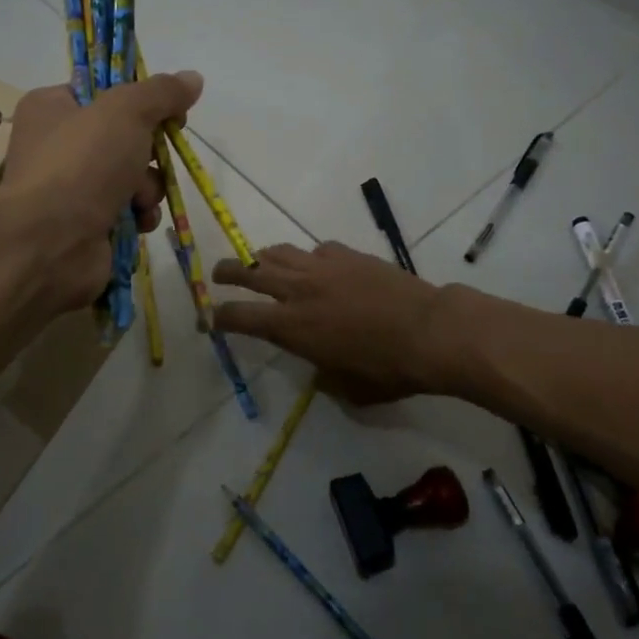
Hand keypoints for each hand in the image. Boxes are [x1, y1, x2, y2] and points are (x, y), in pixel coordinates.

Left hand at [0, 71, 203, 312]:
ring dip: (148, 187)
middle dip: (149, 152)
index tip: (169, 110)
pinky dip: (140, 215)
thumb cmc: (82, 163)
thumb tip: (192, 78)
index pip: (102, 92)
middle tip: (153, 156)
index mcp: (52, 108)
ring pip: (134, 176)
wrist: (51, 242)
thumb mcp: (125, 111)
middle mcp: (58, 146)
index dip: (140, 100)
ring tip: (139, 199)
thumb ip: (161, 92)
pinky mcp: (88, 224)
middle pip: (125, 137)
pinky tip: (138, 221)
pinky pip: (130, 211)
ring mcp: (72, 189)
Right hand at [212, 242, 453, 404]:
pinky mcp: (347, 254)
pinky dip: (309, 257)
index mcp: (290, 326)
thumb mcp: (348, 388)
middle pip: (248, 271)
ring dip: (262, 258)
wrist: (430, 331)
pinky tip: (318, 266)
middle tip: (218, 275)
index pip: (238, 316)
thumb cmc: (388, 369)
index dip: (217, 317)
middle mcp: (298, 290)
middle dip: (227, 272)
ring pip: (278, 252)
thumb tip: (319, 369)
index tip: (208, 319)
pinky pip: (317, 250)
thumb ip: (323, 376)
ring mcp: (323, 266)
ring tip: (260, 263)